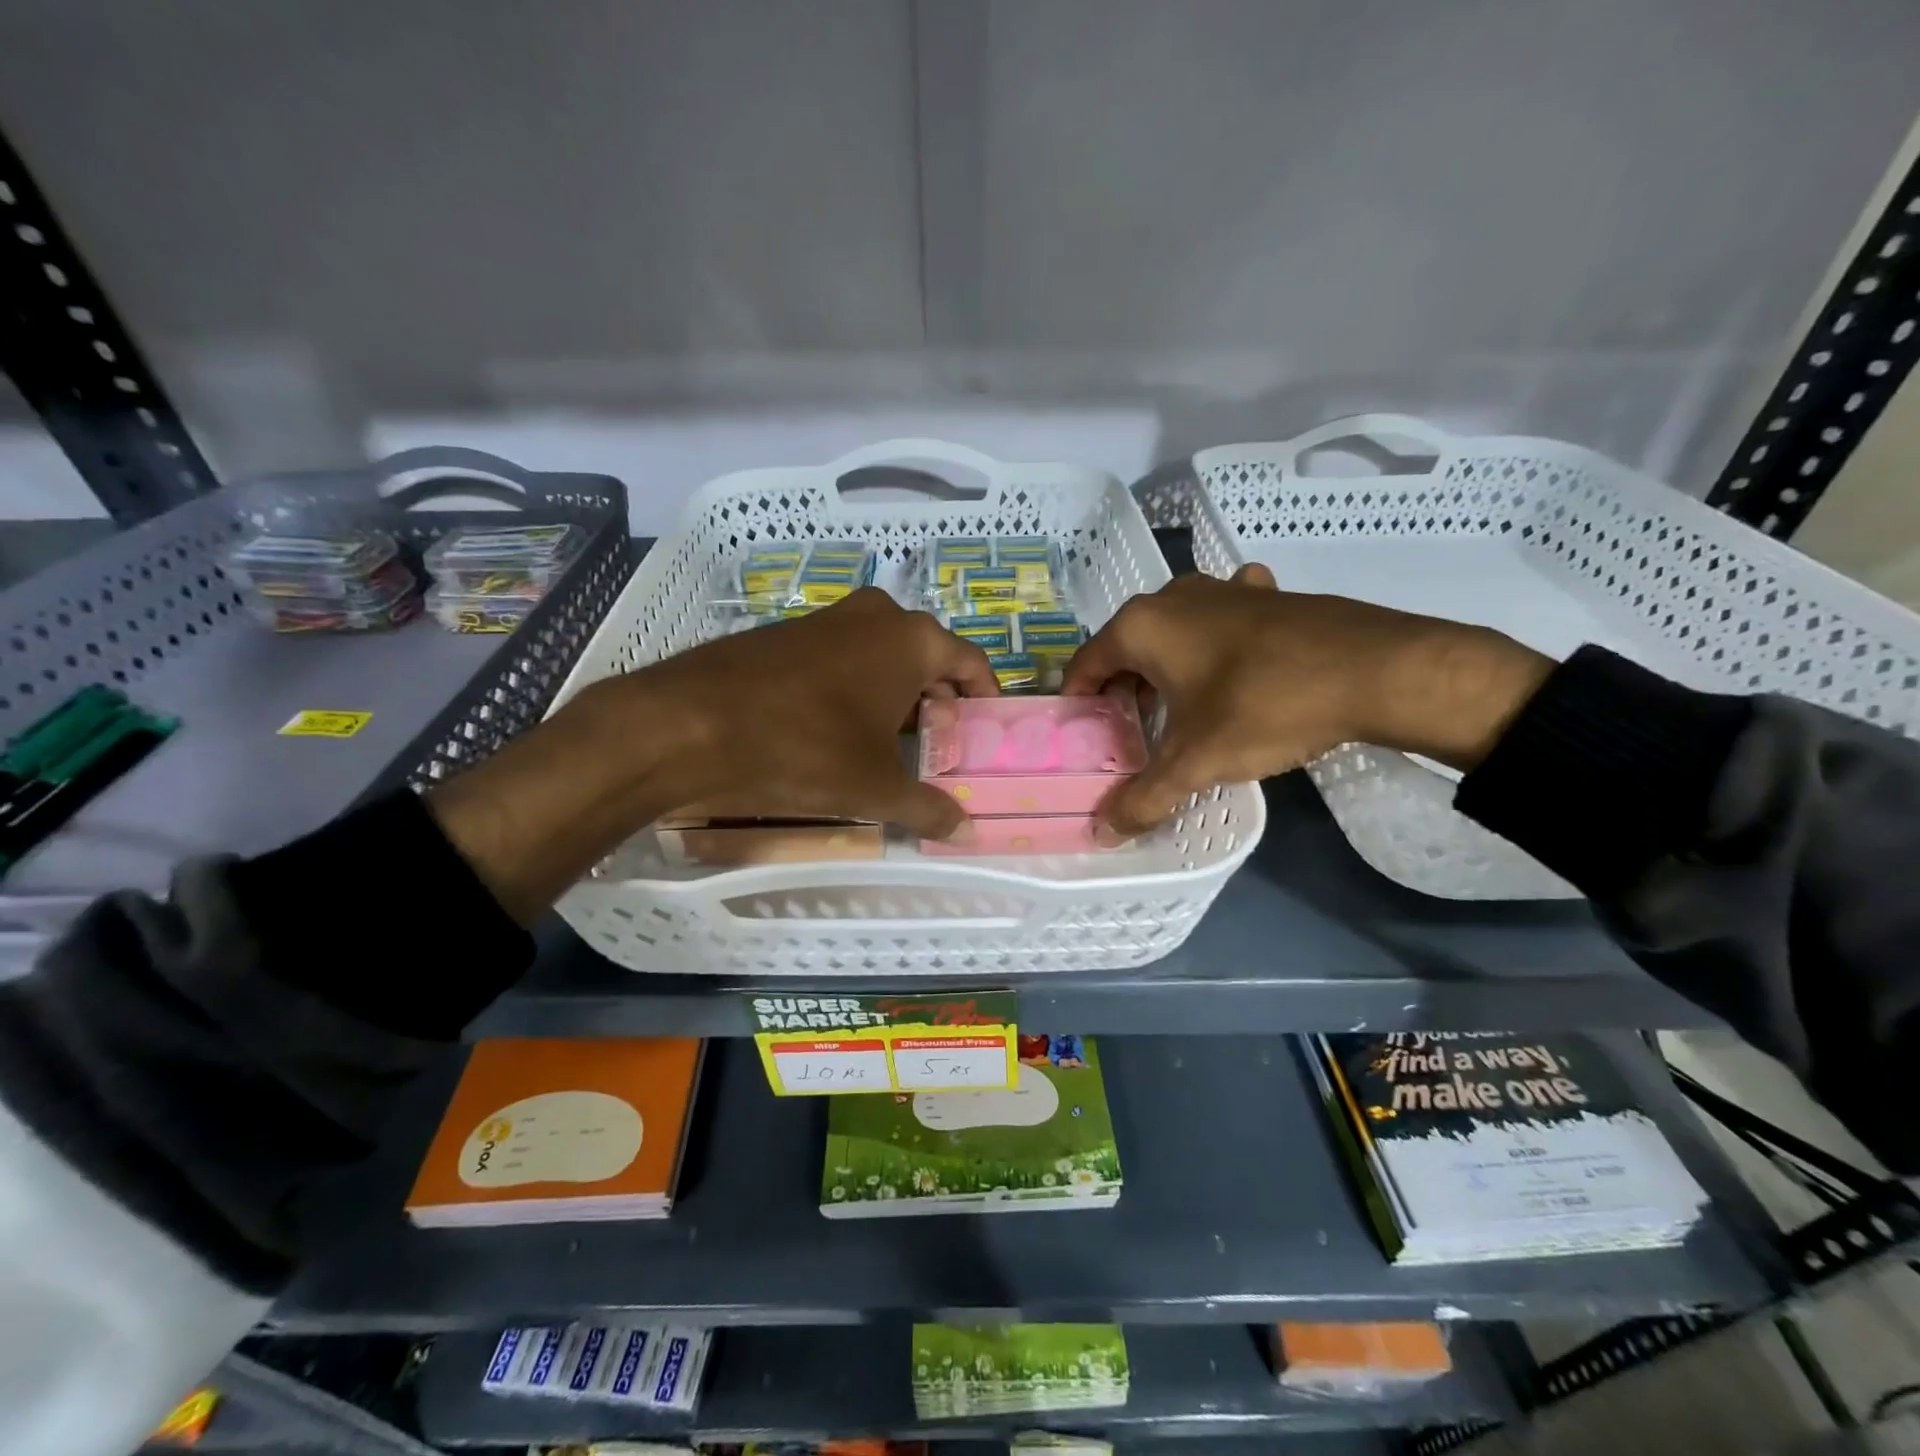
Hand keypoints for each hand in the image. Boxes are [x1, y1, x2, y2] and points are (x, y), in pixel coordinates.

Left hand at [430, 589, 994, 919]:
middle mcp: (874, 616)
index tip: (984, 734)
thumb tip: (963, 828)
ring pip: (880, 658)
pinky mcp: (784, 635)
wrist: (687, 724)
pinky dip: (852, 691)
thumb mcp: (874, 788)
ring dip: (893, 697)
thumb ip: (927, 807)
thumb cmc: (803, 749)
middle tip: (938, 748)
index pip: (972, 663)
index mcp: (912, 639)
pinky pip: (839, 661)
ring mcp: (825, 620)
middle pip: (927, 659)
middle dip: (937, 702)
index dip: (984, 700)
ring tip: (890, 747)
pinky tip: (836, 732)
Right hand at [1062, 564, 1552, 835]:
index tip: (1086, 743)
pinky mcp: (1265, 595)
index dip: (1078, 707)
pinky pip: (1220, 621)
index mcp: (1141, 626)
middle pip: (1126, 651)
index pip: (1084, 666)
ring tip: (1178, 712)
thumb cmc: (1266, 706)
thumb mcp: (1197, 761)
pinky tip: (1233, 667)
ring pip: (1172, 635)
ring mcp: (1222, 589)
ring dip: (1166, 671)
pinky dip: (1214, 645)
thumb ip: (1144, 798)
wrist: (1378, 669)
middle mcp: (1172, 597)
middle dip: (1123, 694)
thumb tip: (1103, 835)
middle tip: (1132, 740)